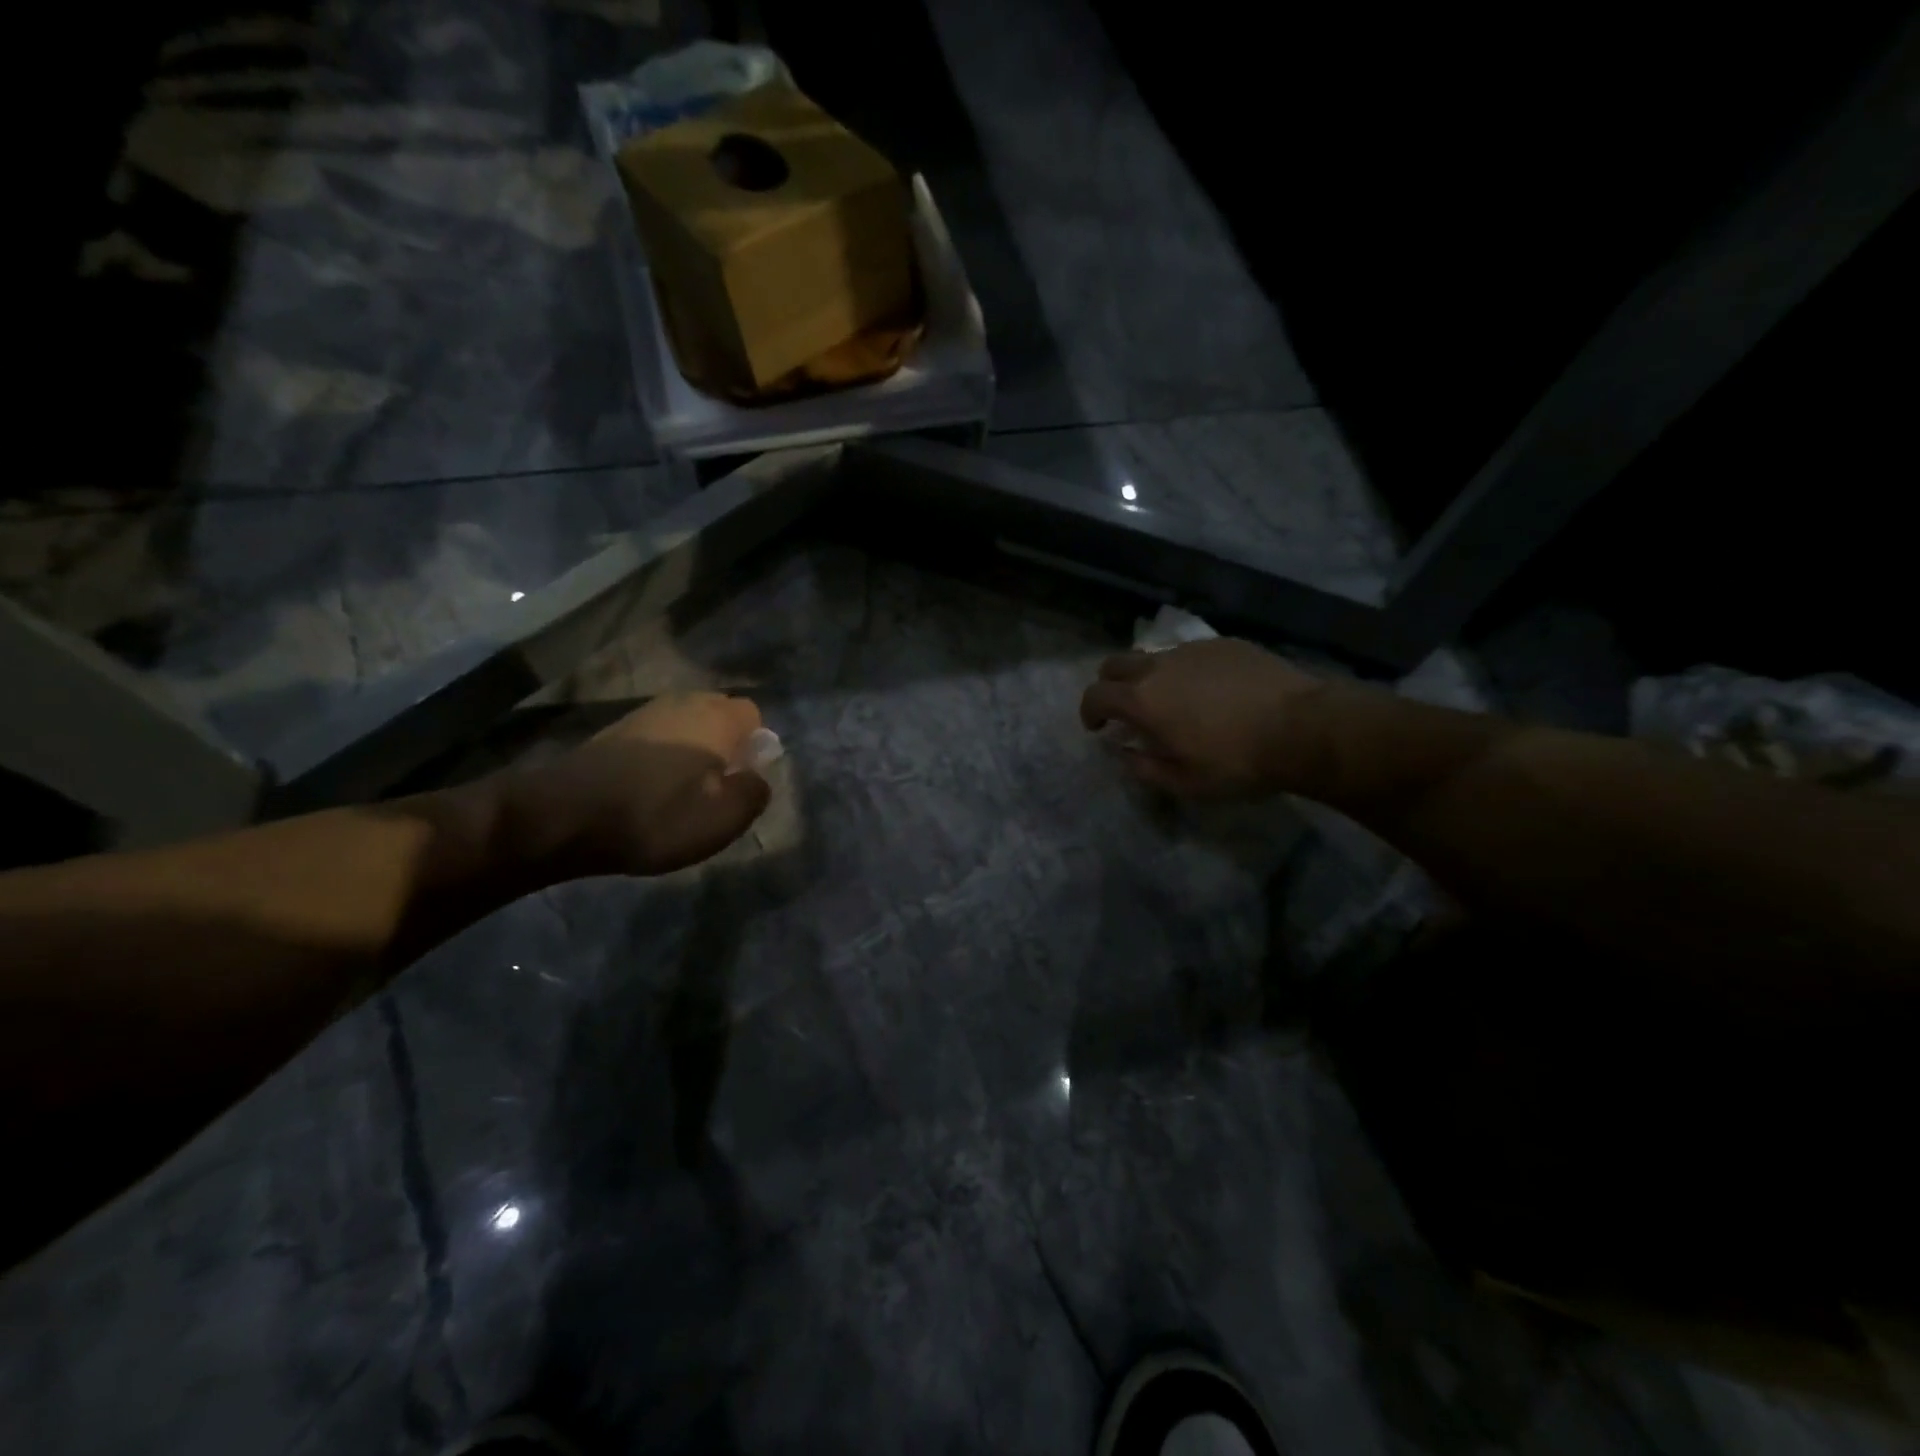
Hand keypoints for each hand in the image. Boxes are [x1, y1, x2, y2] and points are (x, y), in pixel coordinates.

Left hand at [511, 693, 772, 877]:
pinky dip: (661, 757)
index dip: (756, 746)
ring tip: (681, 792)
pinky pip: (656, 737)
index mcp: (717, 718)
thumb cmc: (657, 815)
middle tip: (716, 787)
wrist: (564, 815)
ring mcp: (644, 714)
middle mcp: (683, 703)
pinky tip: (649, 789)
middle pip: (719, 716)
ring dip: (691, 751)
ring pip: (686, 726)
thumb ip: (754, 793)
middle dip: (725, 745)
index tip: (743, 778)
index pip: (754, 714)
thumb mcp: (723, 818)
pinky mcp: (614, 731)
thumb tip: (757, 778)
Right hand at [1079, 638, 1327, 798]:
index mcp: (1142, 700)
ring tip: (1172, 700)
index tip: (1096, 727)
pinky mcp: (1225, 644)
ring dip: (1150, 676)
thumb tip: (1124, 753)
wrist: (1303, 728)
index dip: (1089, 711)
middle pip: (1116, 663)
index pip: (1095, 695)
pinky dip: (1186, 670)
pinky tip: (1211, 690)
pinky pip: (1191, 653)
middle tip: (1124, 708)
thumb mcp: (1184, 783)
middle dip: (1110, 684)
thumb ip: (1144, 768)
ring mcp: (1194, 650)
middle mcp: (1160, 666)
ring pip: (1155, 655)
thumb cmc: (1237, 762)